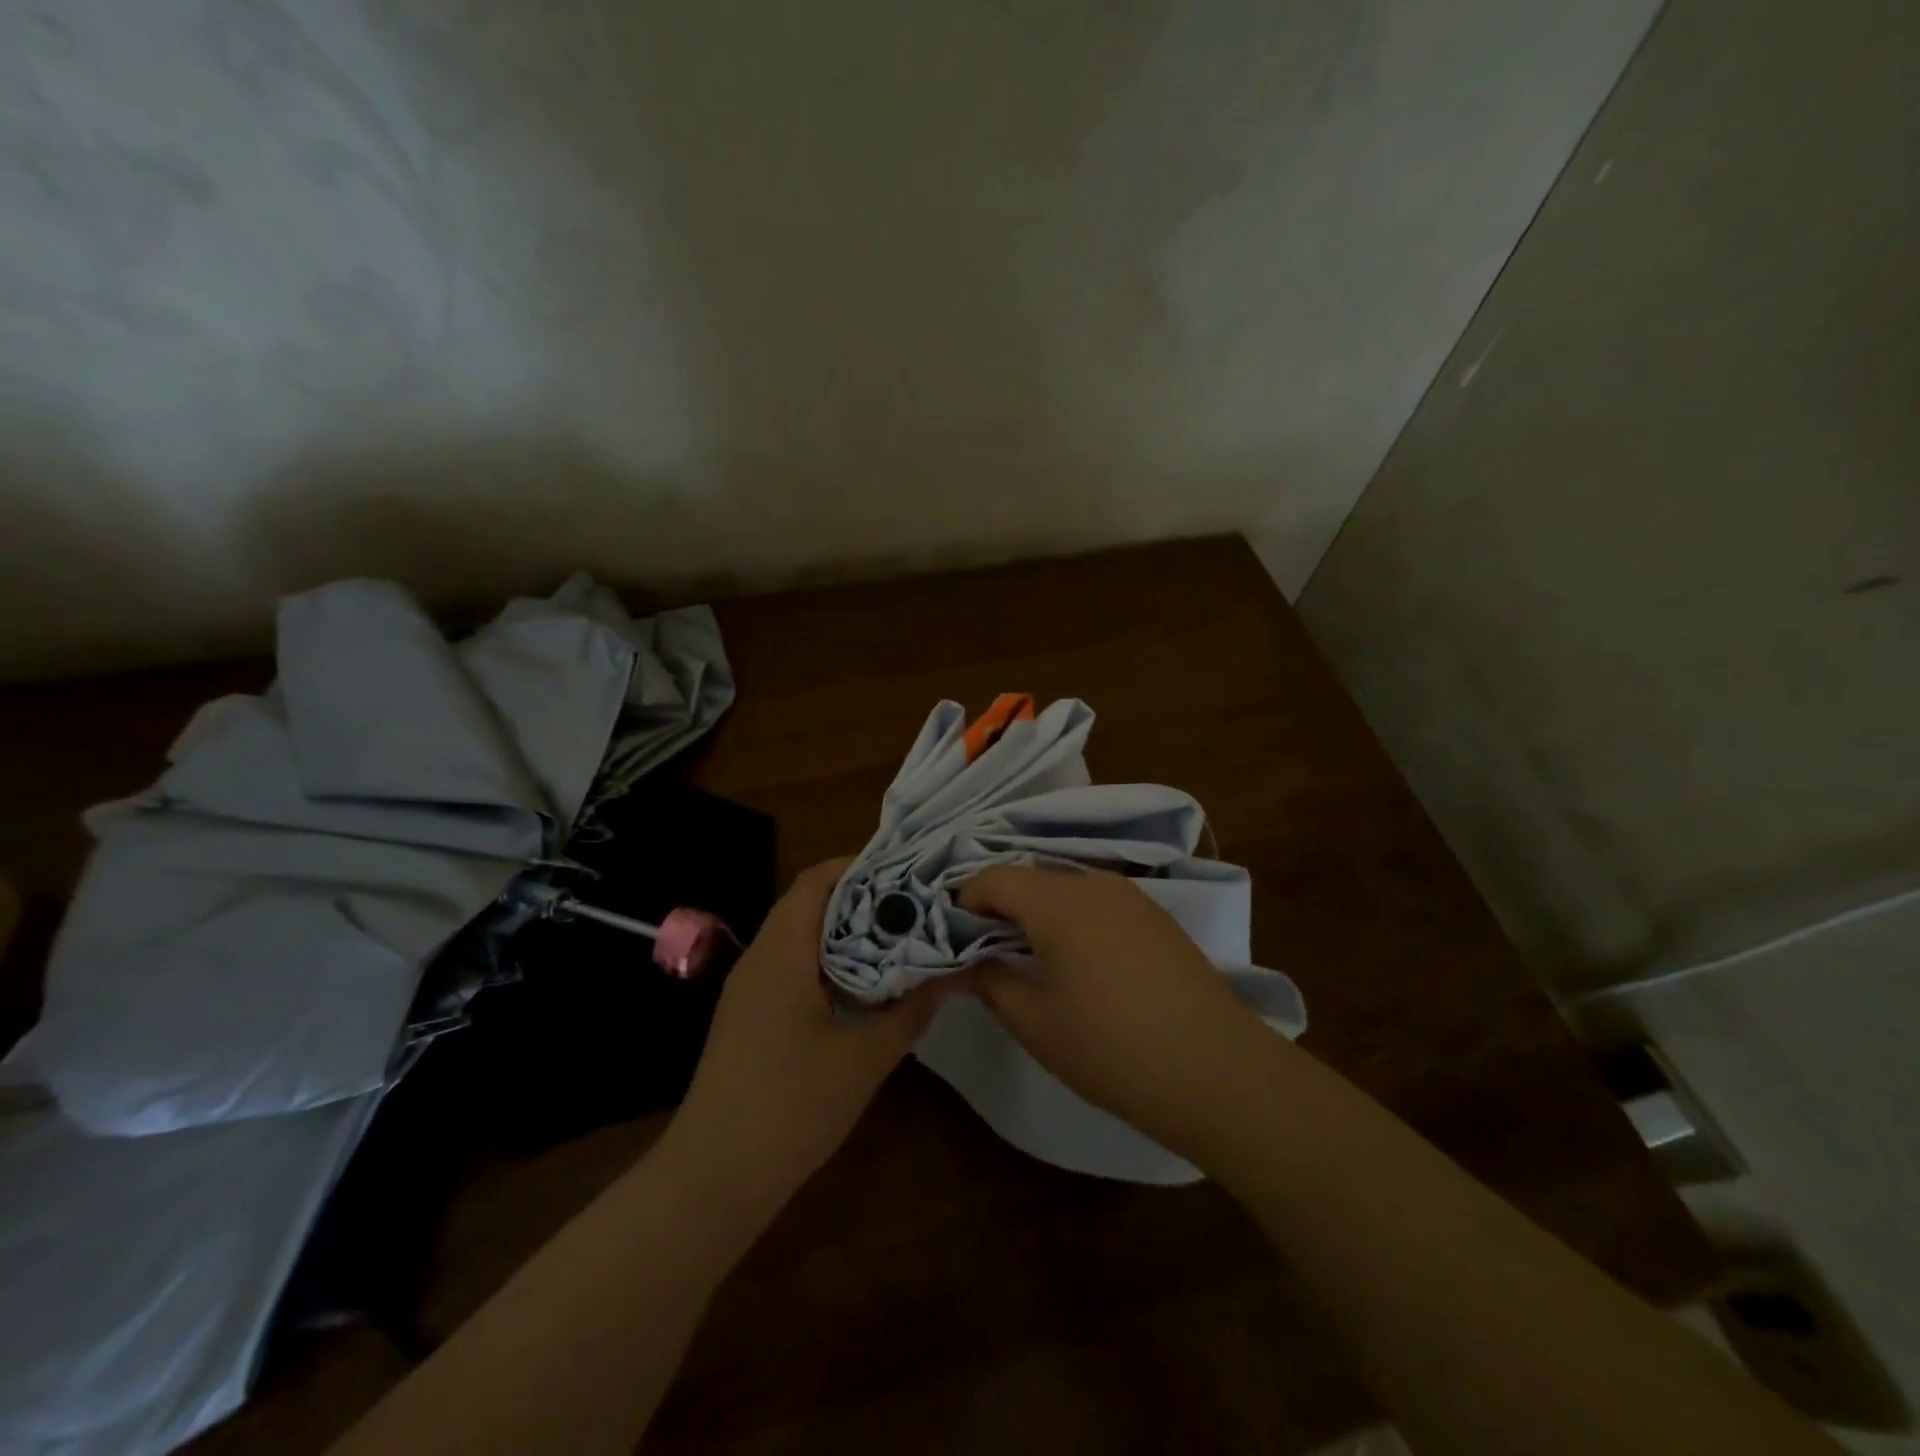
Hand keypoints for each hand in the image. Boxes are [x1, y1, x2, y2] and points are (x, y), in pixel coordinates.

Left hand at [658, 859, 938, 1216]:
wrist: (712, 1179)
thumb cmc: (789, 1108)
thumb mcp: (863, 1059)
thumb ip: (910, 1011)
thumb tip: (953, 974)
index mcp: (781, 951)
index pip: (816, 880)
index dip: (860, 867)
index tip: (908, 874)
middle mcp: (760, 957)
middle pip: (810, 903)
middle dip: (863, 900)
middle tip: (916, 908)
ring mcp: (750, 988)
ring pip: (802, 937)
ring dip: (847, 934)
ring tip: (901, 940)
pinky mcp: (750, 1015)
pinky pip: (793, 967)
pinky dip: (830, 963)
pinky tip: (866, 987)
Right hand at [958, 866, 1277, 1161]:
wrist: (1215, 1070)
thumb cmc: (1111, 1048)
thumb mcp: (1035, 1023)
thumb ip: (989, 982)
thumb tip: (962, 964)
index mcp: (1056, 901)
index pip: (993, 878)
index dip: (964, 902)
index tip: (953, 940)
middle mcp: (1093, 883)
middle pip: (1030, 880)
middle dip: (1001, 910)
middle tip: (987, 955)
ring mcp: (1131, 896)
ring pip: (1065, 890)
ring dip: (1039, 915)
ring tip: (1033, 962)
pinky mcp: (1156, 916)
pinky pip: (1098, 904)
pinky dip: (1074, 921)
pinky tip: (1083, 966)